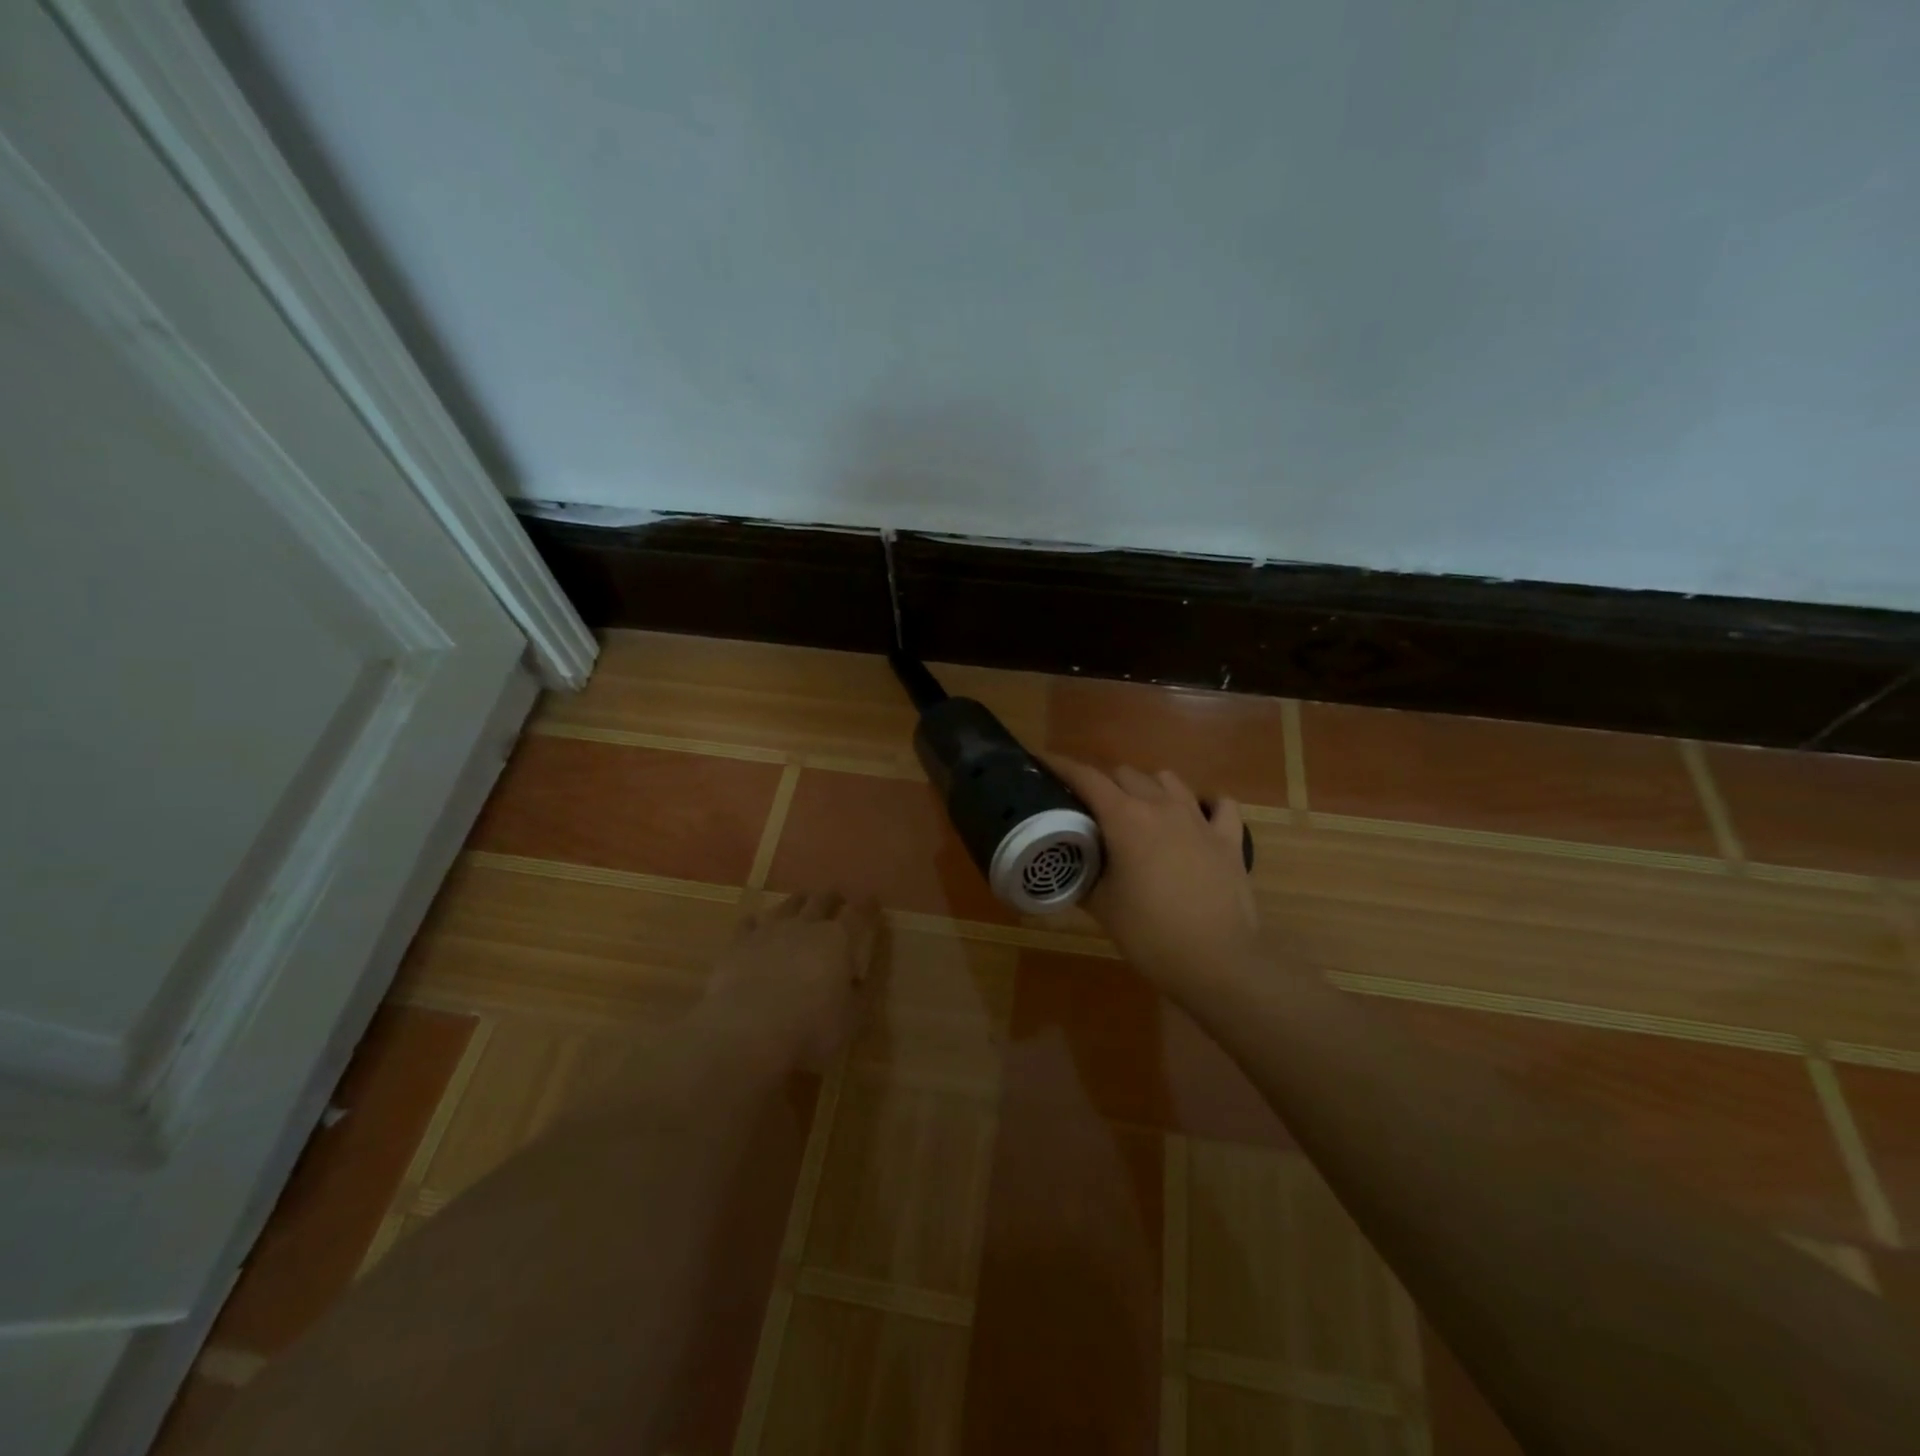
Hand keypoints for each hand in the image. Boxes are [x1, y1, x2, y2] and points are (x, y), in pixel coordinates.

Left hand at [699, 890, 880, 1069]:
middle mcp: (805, 926)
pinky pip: (748, 923)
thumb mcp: (850, 1020)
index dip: (867, 906)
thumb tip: (855, 981)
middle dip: (832, 897)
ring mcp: (769, 931)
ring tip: (801, 902)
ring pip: (787, 905)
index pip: (858, 914)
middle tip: (837, 897)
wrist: (747, 1031)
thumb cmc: (809, 1028)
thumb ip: (856, 995)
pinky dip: (756, 922)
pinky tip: (755, 924)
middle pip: (821, 900)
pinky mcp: (738, 944)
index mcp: (837, 940)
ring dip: (797, 902)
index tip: (872, 902)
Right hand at [1048, 756, 1260, 996]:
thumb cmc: (1150, 934)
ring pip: (1168, 780)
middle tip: (1090, 808)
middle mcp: (1162, 806)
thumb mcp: (1102, 907)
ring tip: (1139, 811)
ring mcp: (1200, 819)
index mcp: (1125, 818)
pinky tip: (1196, 819)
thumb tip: (1070, 865)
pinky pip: (1219, 804)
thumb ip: (1082, 876)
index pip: (1086, 778)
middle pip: (1126, 774)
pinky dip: (1204, 805)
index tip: (1042, 761)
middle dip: (1104, 783)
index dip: (1061, 766)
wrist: (1216, 962)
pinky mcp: (1229, 838)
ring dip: (1148, 787)